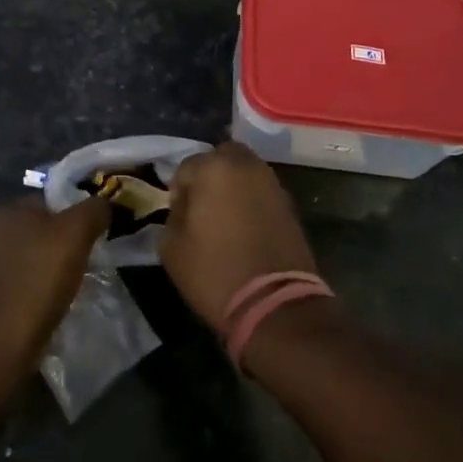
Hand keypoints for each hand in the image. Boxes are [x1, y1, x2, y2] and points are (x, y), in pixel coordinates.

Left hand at [0, 193, 109, 365]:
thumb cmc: (34, 280)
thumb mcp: (75, 234)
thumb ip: (93, 211)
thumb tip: (104, 203)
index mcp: (3, 211)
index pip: (45, 203)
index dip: (71, 218)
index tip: (91, 240)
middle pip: (32, 234)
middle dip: (55, 248)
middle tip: (81, 268)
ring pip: (21, 264)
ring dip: (39, 276)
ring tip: (64, 295)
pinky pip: (11, 293)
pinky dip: (26, 300)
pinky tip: (41, 315)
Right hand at [162, 142, 317, 329]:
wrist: (274, 304)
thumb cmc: (214, 272)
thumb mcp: (172, 247)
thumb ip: (173, 215)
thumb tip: (184, 207)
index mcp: (213, 167)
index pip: (186, 166)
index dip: (179, 190)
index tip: (178, 215)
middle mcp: (246, 165)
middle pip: (221, 157)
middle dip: (210, 174)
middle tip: (203, 205)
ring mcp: (272, 183)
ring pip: (245, 171)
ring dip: (233, 184)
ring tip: (225, 216)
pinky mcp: (290, 203)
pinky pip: (262, 191)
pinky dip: (252, 200)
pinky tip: (245, 226)